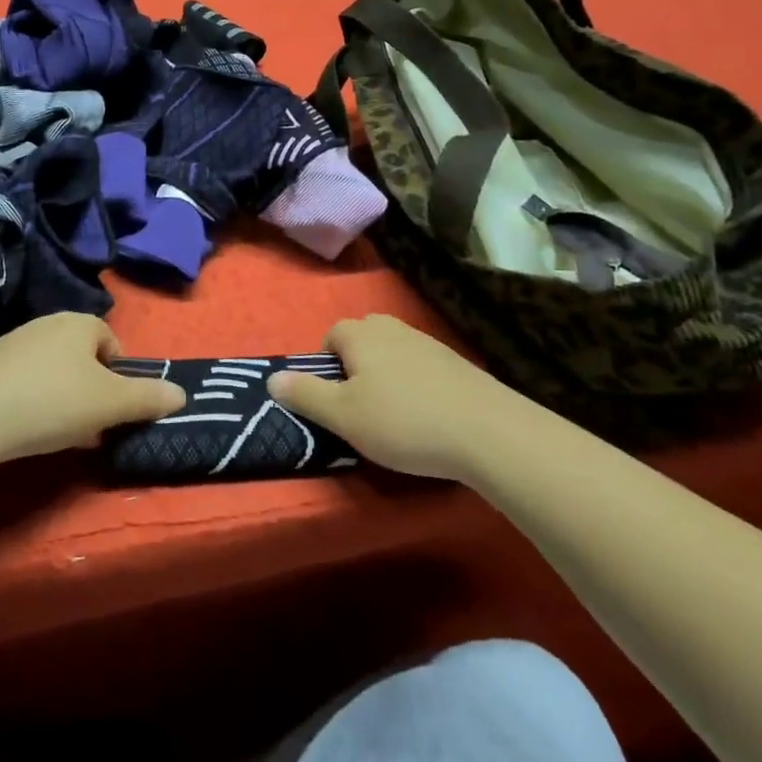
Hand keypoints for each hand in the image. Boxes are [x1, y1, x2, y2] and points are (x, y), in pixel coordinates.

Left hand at [0, 313, 186, 465]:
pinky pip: (23, 381)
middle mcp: (46, 324)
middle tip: (91, 424)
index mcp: (79, 323)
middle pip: (82, 356)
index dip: (119, 374)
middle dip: (91, 389)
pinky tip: (26, 430)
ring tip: (58, 432)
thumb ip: (148, 398)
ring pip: (52, 370)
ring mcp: (12, 343)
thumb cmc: (53, 401)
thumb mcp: (110, 404)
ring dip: (62, 397)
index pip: (111, 341)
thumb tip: (181, 394)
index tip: (114, 407)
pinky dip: (32, 402)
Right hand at [268, 314, 507, 483]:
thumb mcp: (344, 416)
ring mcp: (428, 343)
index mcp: (361, 334)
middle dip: (355, 366)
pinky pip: (421, 367)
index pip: (330, 336)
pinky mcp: (457, 363)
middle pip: (363, 338)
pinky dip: (416, 386)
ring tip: (394, 416)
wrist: (489, 432)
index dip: (325, 366)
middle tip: (360, 406)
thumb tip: (272, 377)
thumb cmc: (404, 422)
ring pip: (393, 352)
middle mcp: (392, 328)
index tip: (333, 401)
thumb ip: (305, 395)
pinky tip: (426, 417)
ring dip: (387, 376)